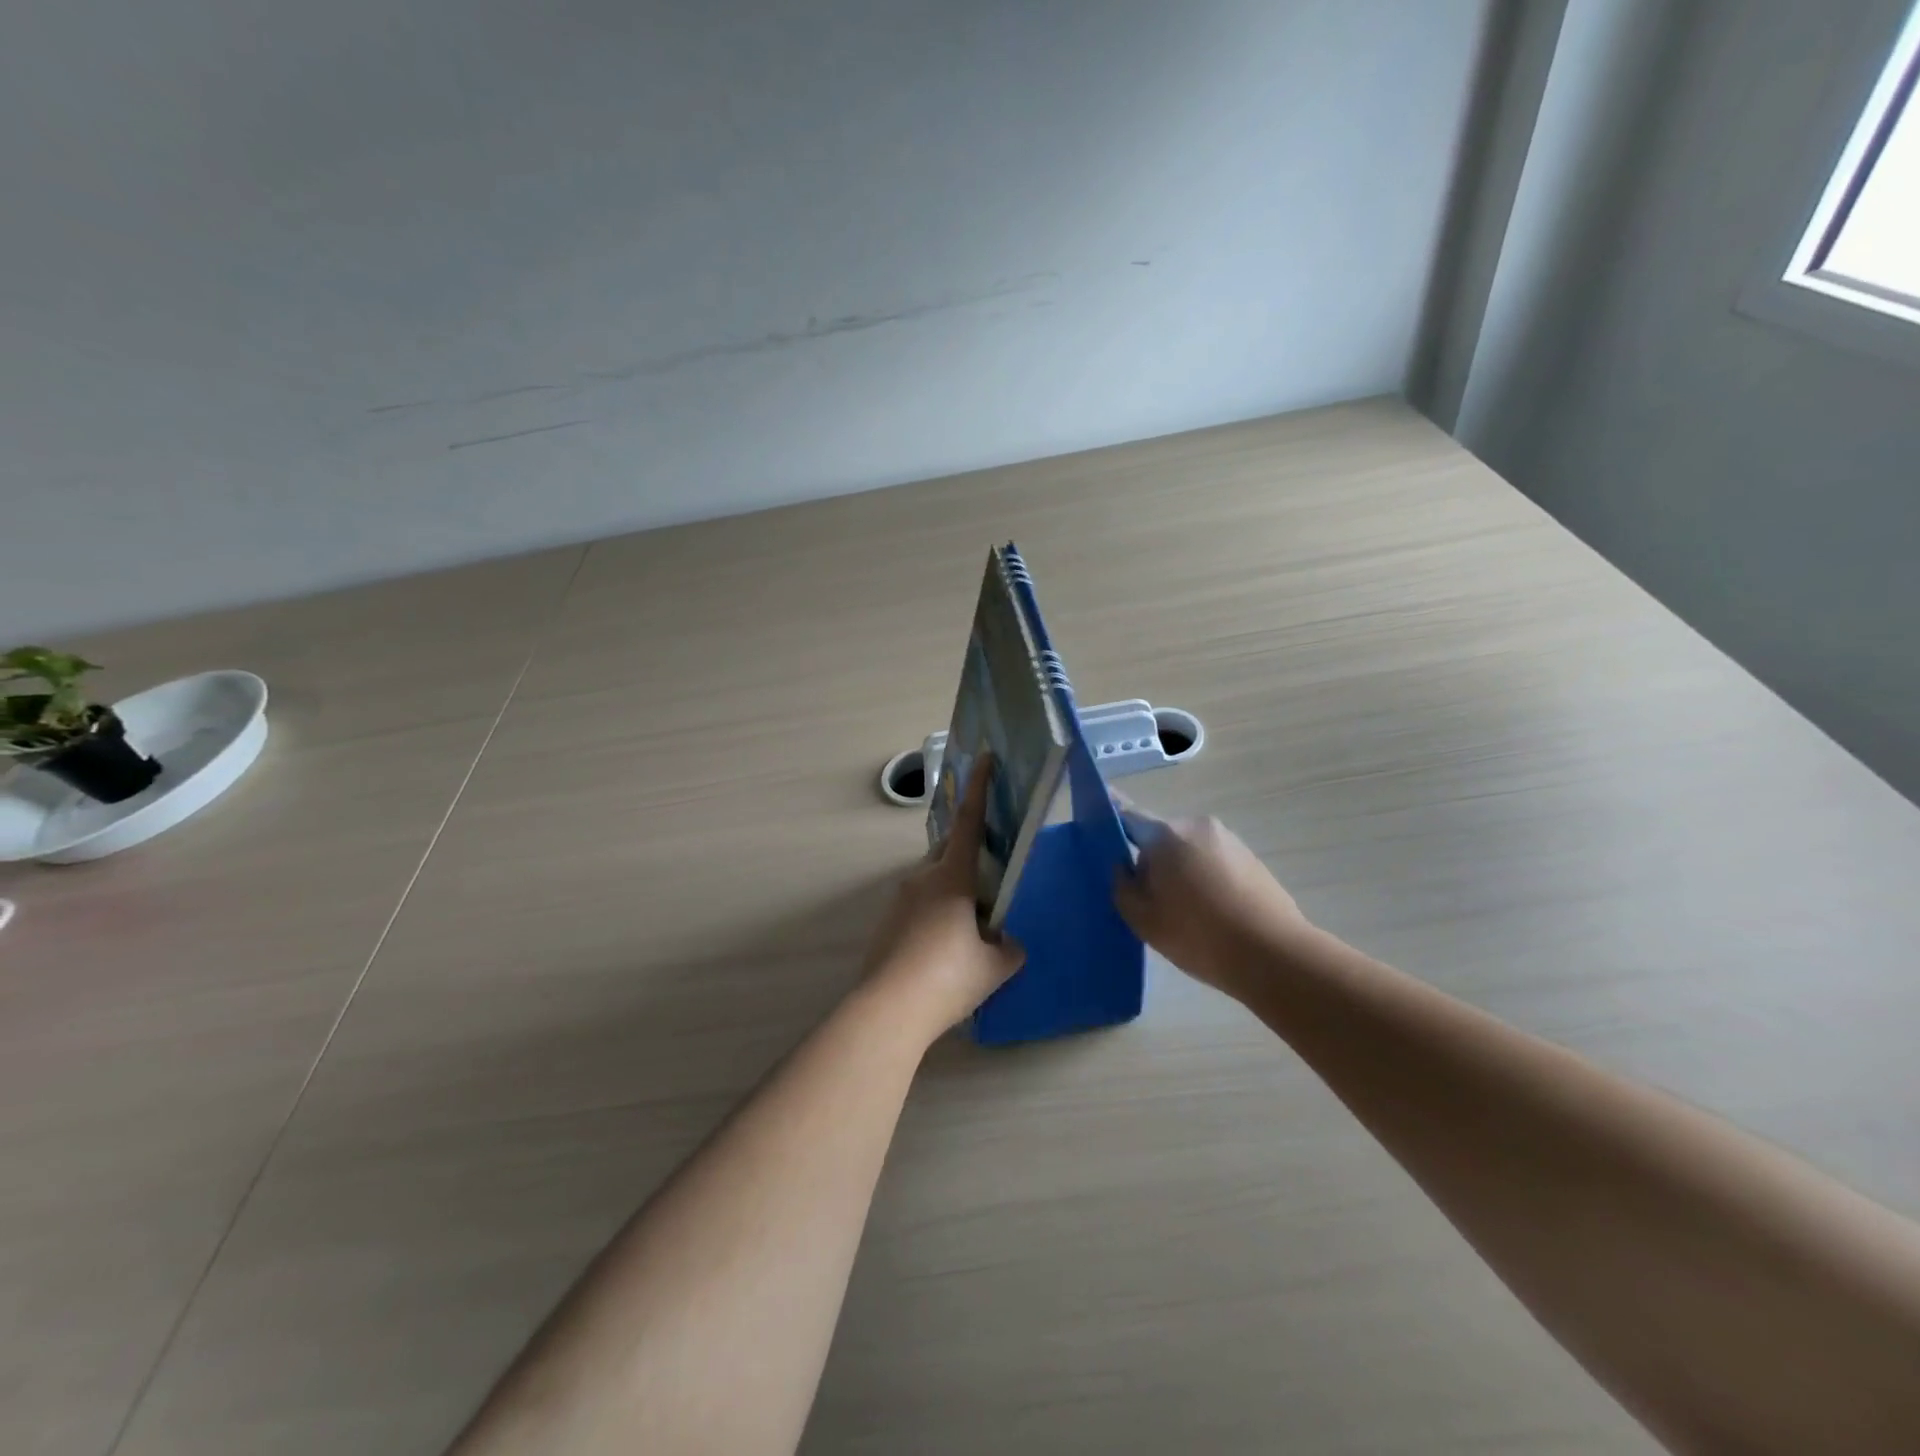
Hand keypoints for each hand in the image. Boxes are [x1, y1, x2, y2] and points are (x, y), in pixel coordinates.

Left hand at [860, 755, 1023, 1044]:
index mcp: (951, 877)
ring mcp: (898, 901)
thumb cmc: (949, 978)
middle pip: (947, 852)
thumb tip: (1008, 943)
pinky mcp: (886, 925)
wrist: (888, 1009)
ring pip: (931, 882)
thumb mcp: (995, 966)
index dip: (979, 788)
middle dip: (967, 856)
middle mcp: (921, 879)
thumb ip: (1009, 948)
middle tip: (988, 882)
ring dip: (951, 892)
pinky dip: (934, 915)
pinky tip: (944, 950)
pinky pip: (917, 907)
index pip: (968, 822)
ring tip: (970, 930)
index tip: (983, 757)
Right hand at [1112, 802, 1310, 995]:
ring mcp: (1229, 840)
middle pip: (1161, 837)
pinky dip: (1206, 879)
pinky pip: (1214, 862)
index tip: (1099, 828)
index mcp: (1166, 835)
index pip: (1128, 815)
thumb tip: (1124, 867)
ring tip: (1185, 912)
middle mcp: (1198, 826)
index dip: (1111, 821)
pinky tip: (1211, 913)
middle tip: (1151, 900)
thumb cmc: (1198, 935)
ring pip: (1189, 850)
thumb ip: (1122, 886)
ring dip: (1181, 871)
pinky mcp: (1251, 859)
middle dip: (1152, 861)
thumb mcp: (1143, 919)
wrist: (1273, 955)